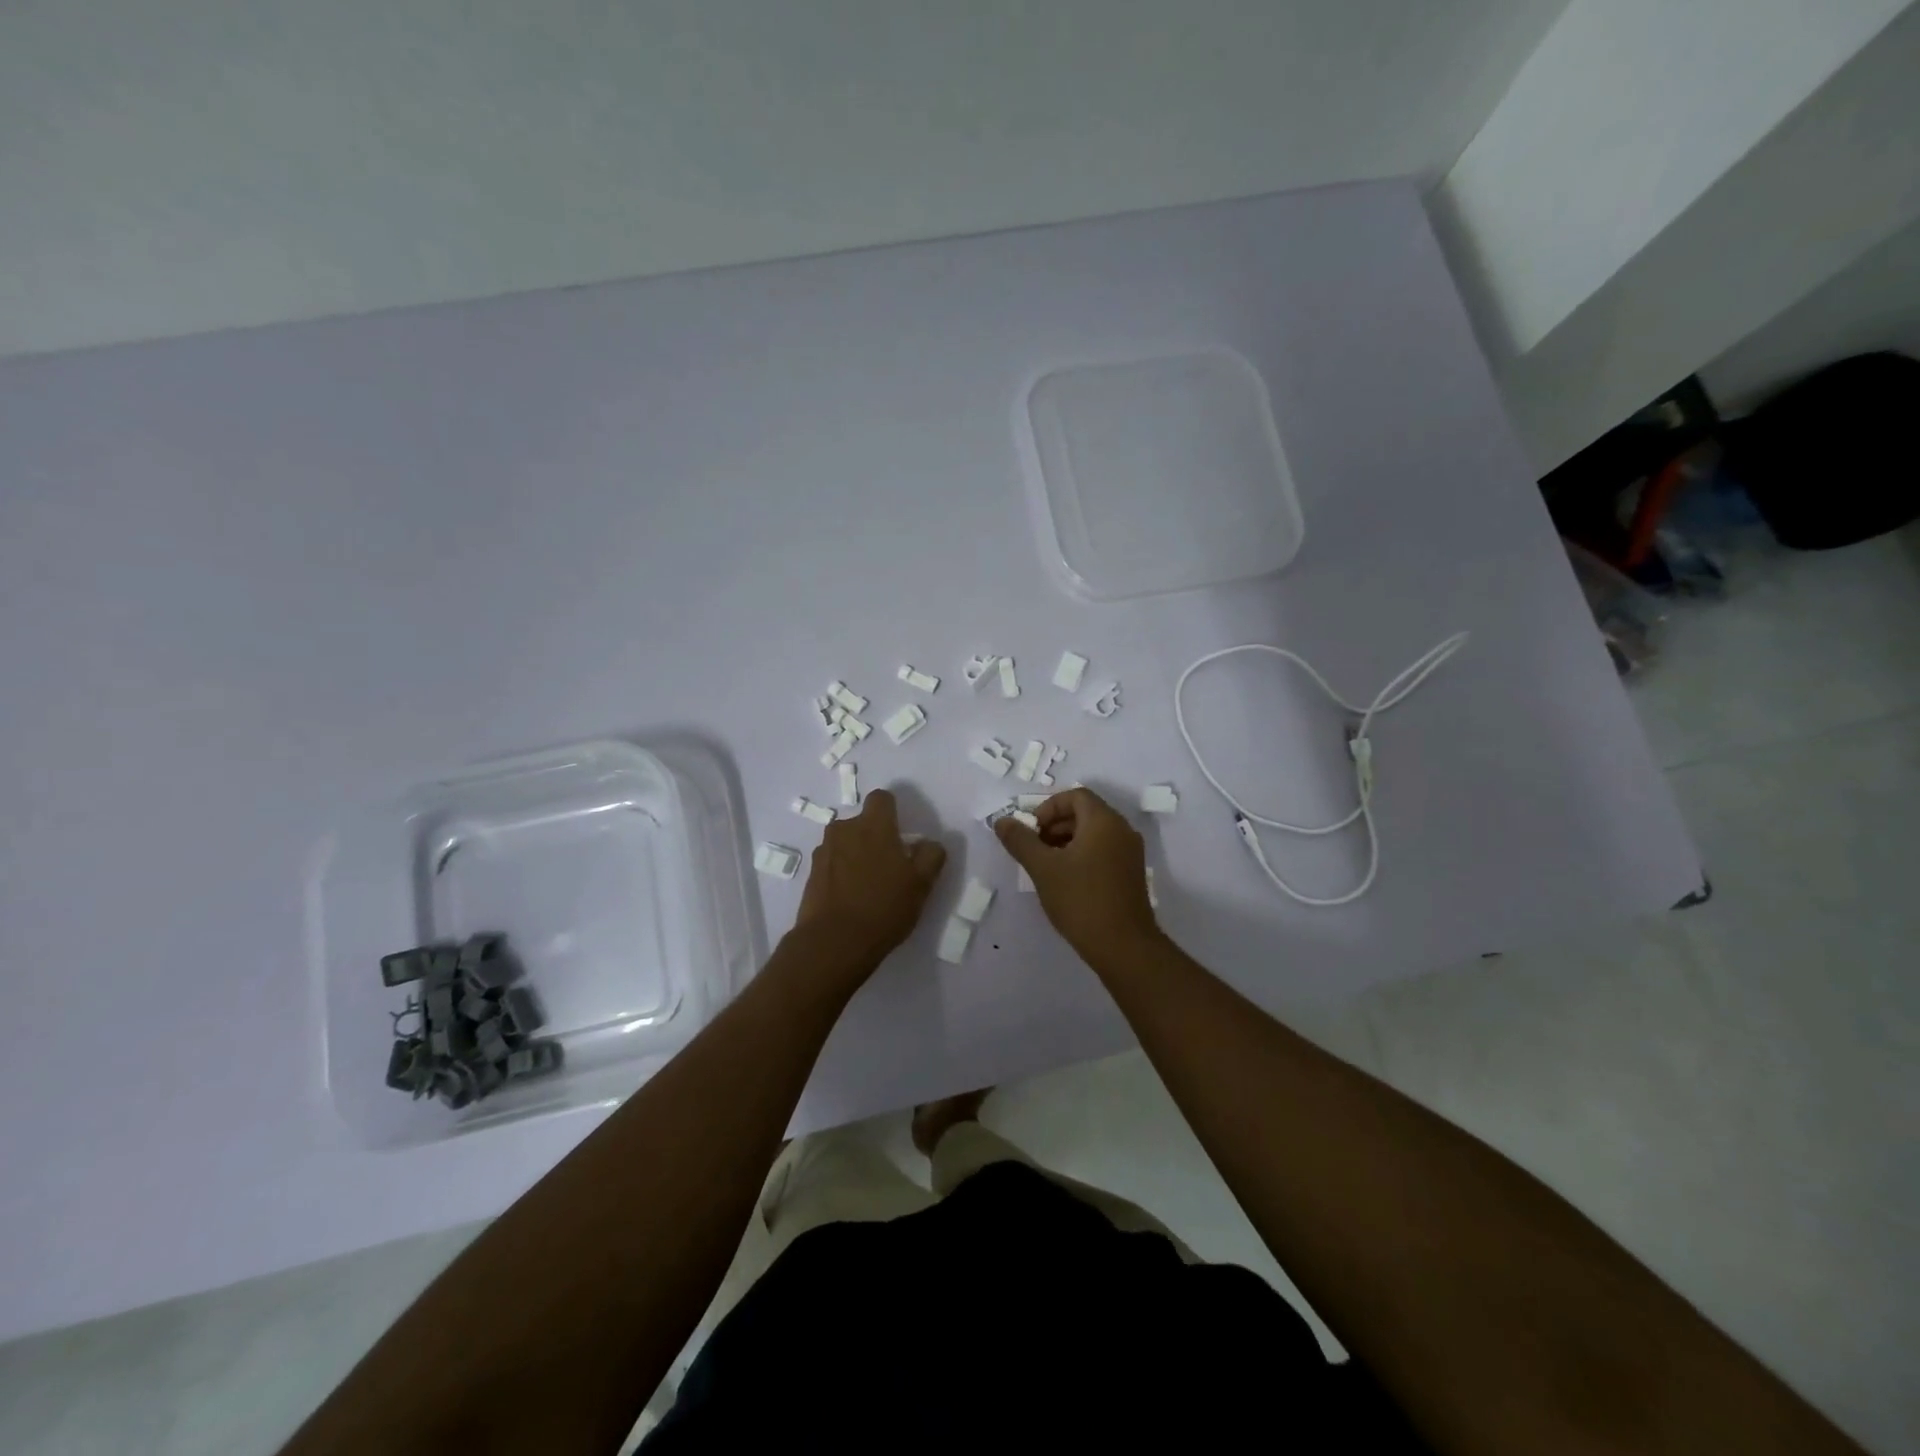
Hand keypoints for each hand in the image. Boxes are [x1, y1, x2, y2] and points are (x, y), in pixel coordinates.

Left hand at [794, 789, 946, 980]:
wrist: (833, 942)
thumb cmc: (884, 907)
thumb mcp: (922, 884)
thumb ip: (931, 856)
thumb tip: (928, 844)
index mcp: (873, 825)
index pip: (882, 798)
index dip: (892, 812)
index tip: (901, 835)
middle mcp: (844, 829)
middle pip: (862, 822)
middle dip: (873, 836)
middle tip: (888, 866)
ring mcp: (824, 851)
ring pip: (845, 842)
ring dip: (856, 854)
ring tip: (867, 886)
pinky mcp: (810, 874)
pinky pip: (831, 863)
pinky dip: (840, 873)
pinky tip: (850, 898)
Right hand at [993, 787, 1158, 964]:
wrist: (1124, 946)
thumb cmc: (1081, 900)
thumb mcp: (1043, 868)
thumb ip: (1021, 841)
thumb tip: (1003, 821)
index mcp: (1104, 821)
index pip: (1075, 796)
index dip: (1048, 808)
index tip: (1031, 831)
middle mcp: (1122, 830)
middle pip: (1085, 812)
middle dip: (1055, 825)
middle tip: (1034, 848)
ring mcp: (1130, 853)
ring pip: (1094, 833)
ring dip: (1066, 841)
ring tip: (1046, 866)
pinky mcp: (1131, 874)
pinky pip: (1104, 851)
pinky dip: (1082, 855)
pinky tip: (1065, 880)